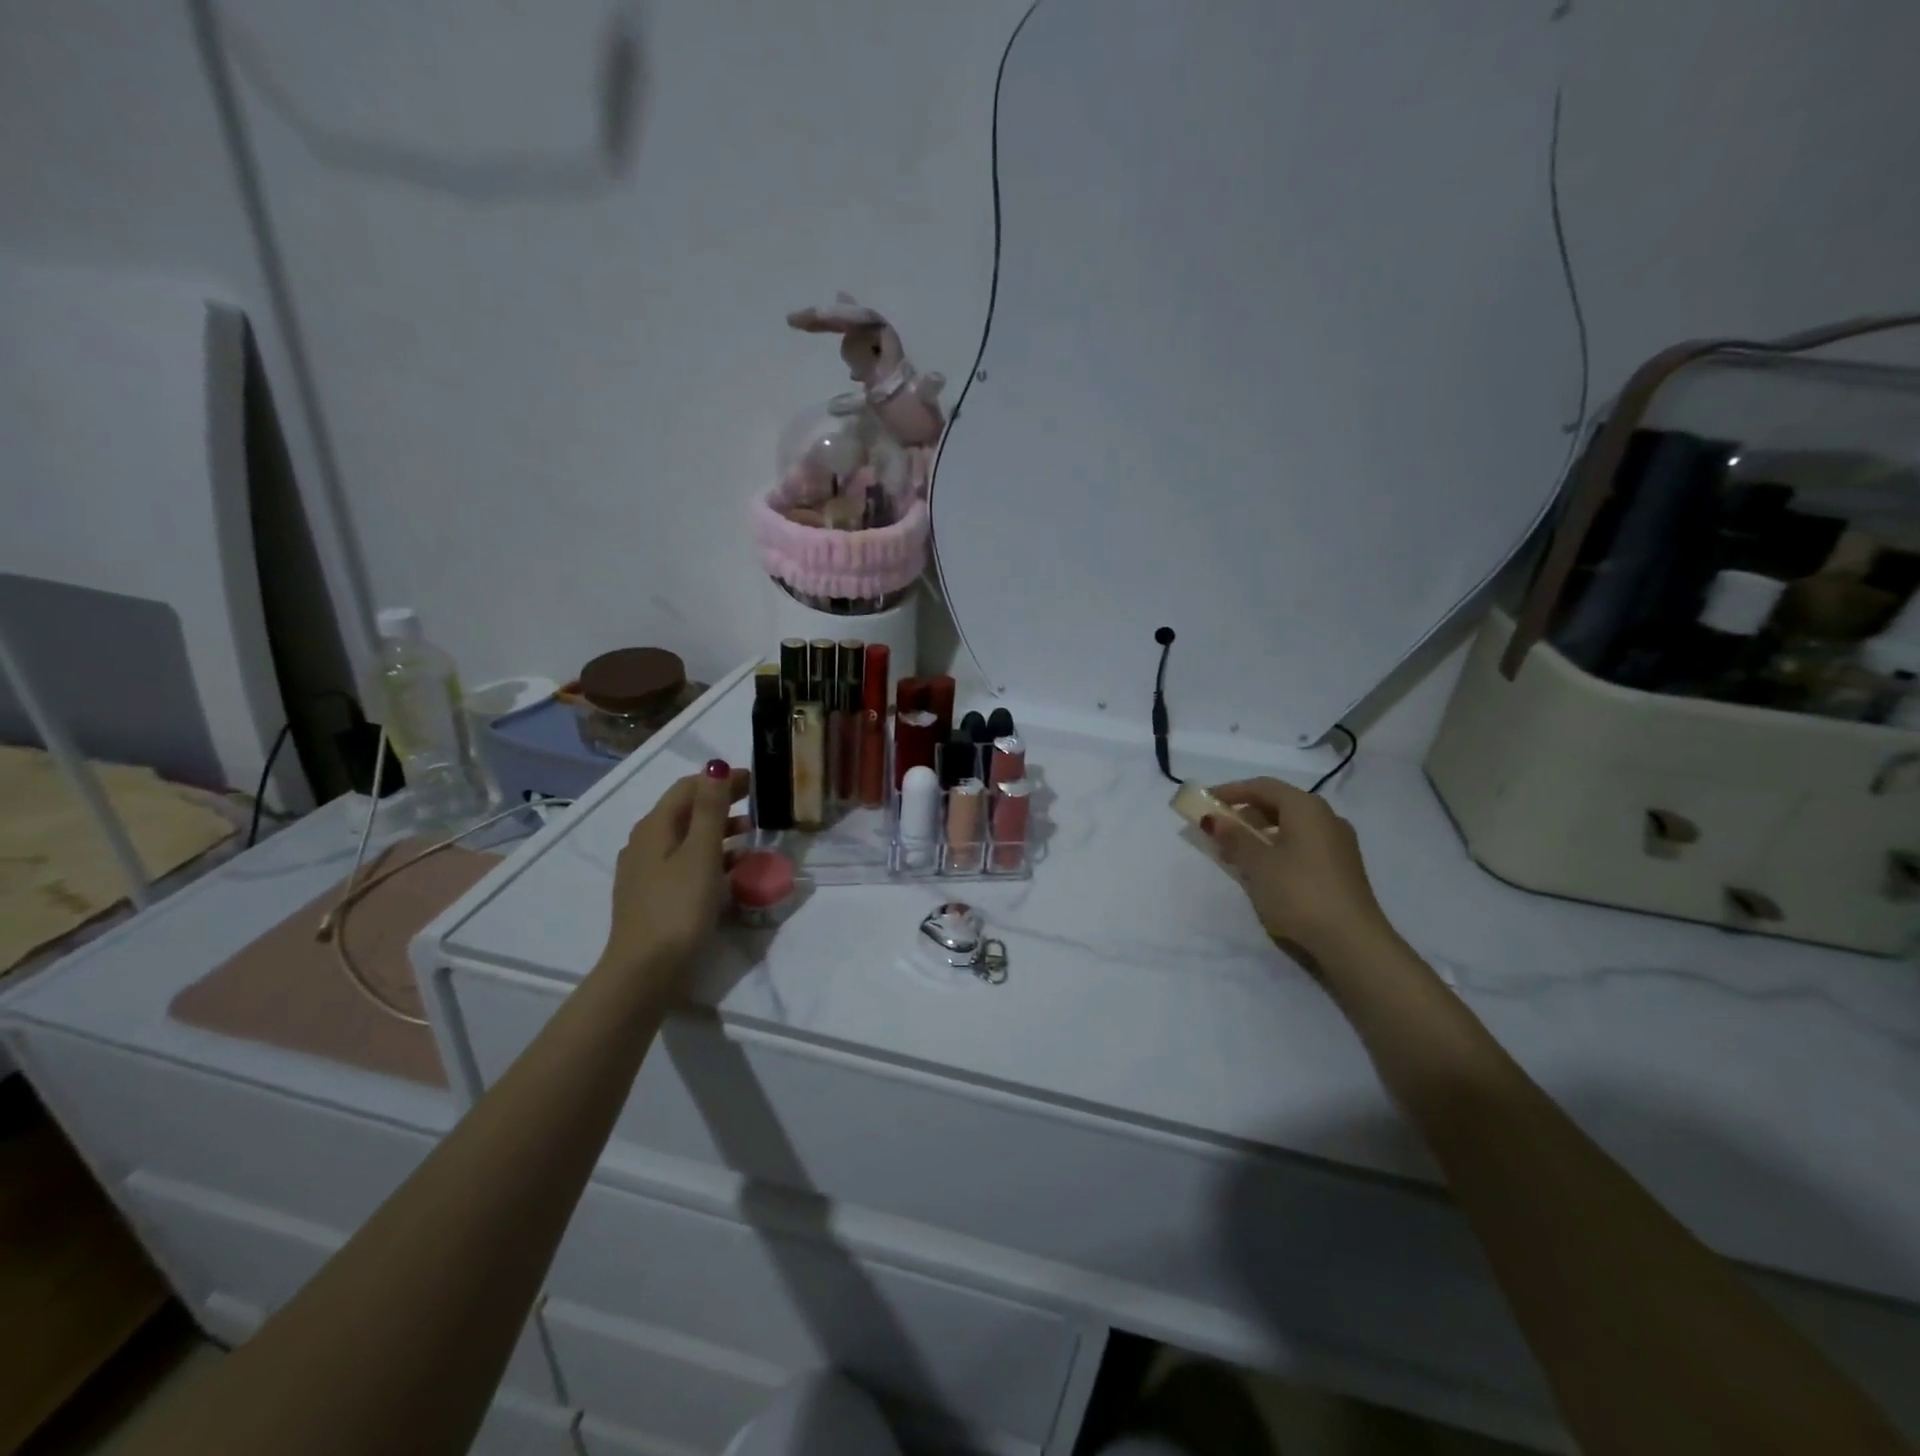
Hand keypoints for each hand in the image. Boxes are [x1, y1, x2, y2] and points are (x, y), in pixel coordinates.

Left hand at [601, 765, 750, 980]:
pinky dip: (709, 856)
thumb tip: (714, 767)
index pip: (688, 788)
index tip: (755, 781)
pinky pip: (684, 863)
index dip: (720, 779)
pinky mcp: (653, 895)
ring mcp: (645, 871)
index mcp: (655, 827)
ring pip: (686, 838)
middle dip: (721, 802)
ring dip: (718, 830)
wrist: (645, 971)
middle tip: (757, 803)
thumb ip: (710, 809)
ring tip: (750, 835)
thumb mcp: (701, 853)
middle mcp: (645, 842)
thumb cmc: (678, 907)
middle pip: (686, 811)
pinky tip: (731, 870)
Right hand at [1203, 777, 1395, 966]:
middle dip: (1245, 814)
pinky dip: (1277, 848)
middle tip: (1218, 829)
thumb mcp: (1258, 863)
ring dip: (1260, 834)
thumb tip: (1215, 819)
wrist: (1350, 941)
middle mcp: (1326, 818)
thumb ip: (1234, 837)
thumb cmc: (1298, 892)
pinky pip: (1301, 845)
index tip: (1205, 800)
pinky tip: (1262, 870)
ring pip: (1290, 827)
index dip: (1231, 791)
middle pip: (1278, 804)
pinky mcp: (1341, 868)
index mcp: (1307, 808)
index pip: (1263, 786)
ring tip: (1235, 852)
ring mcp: (1338, 844)